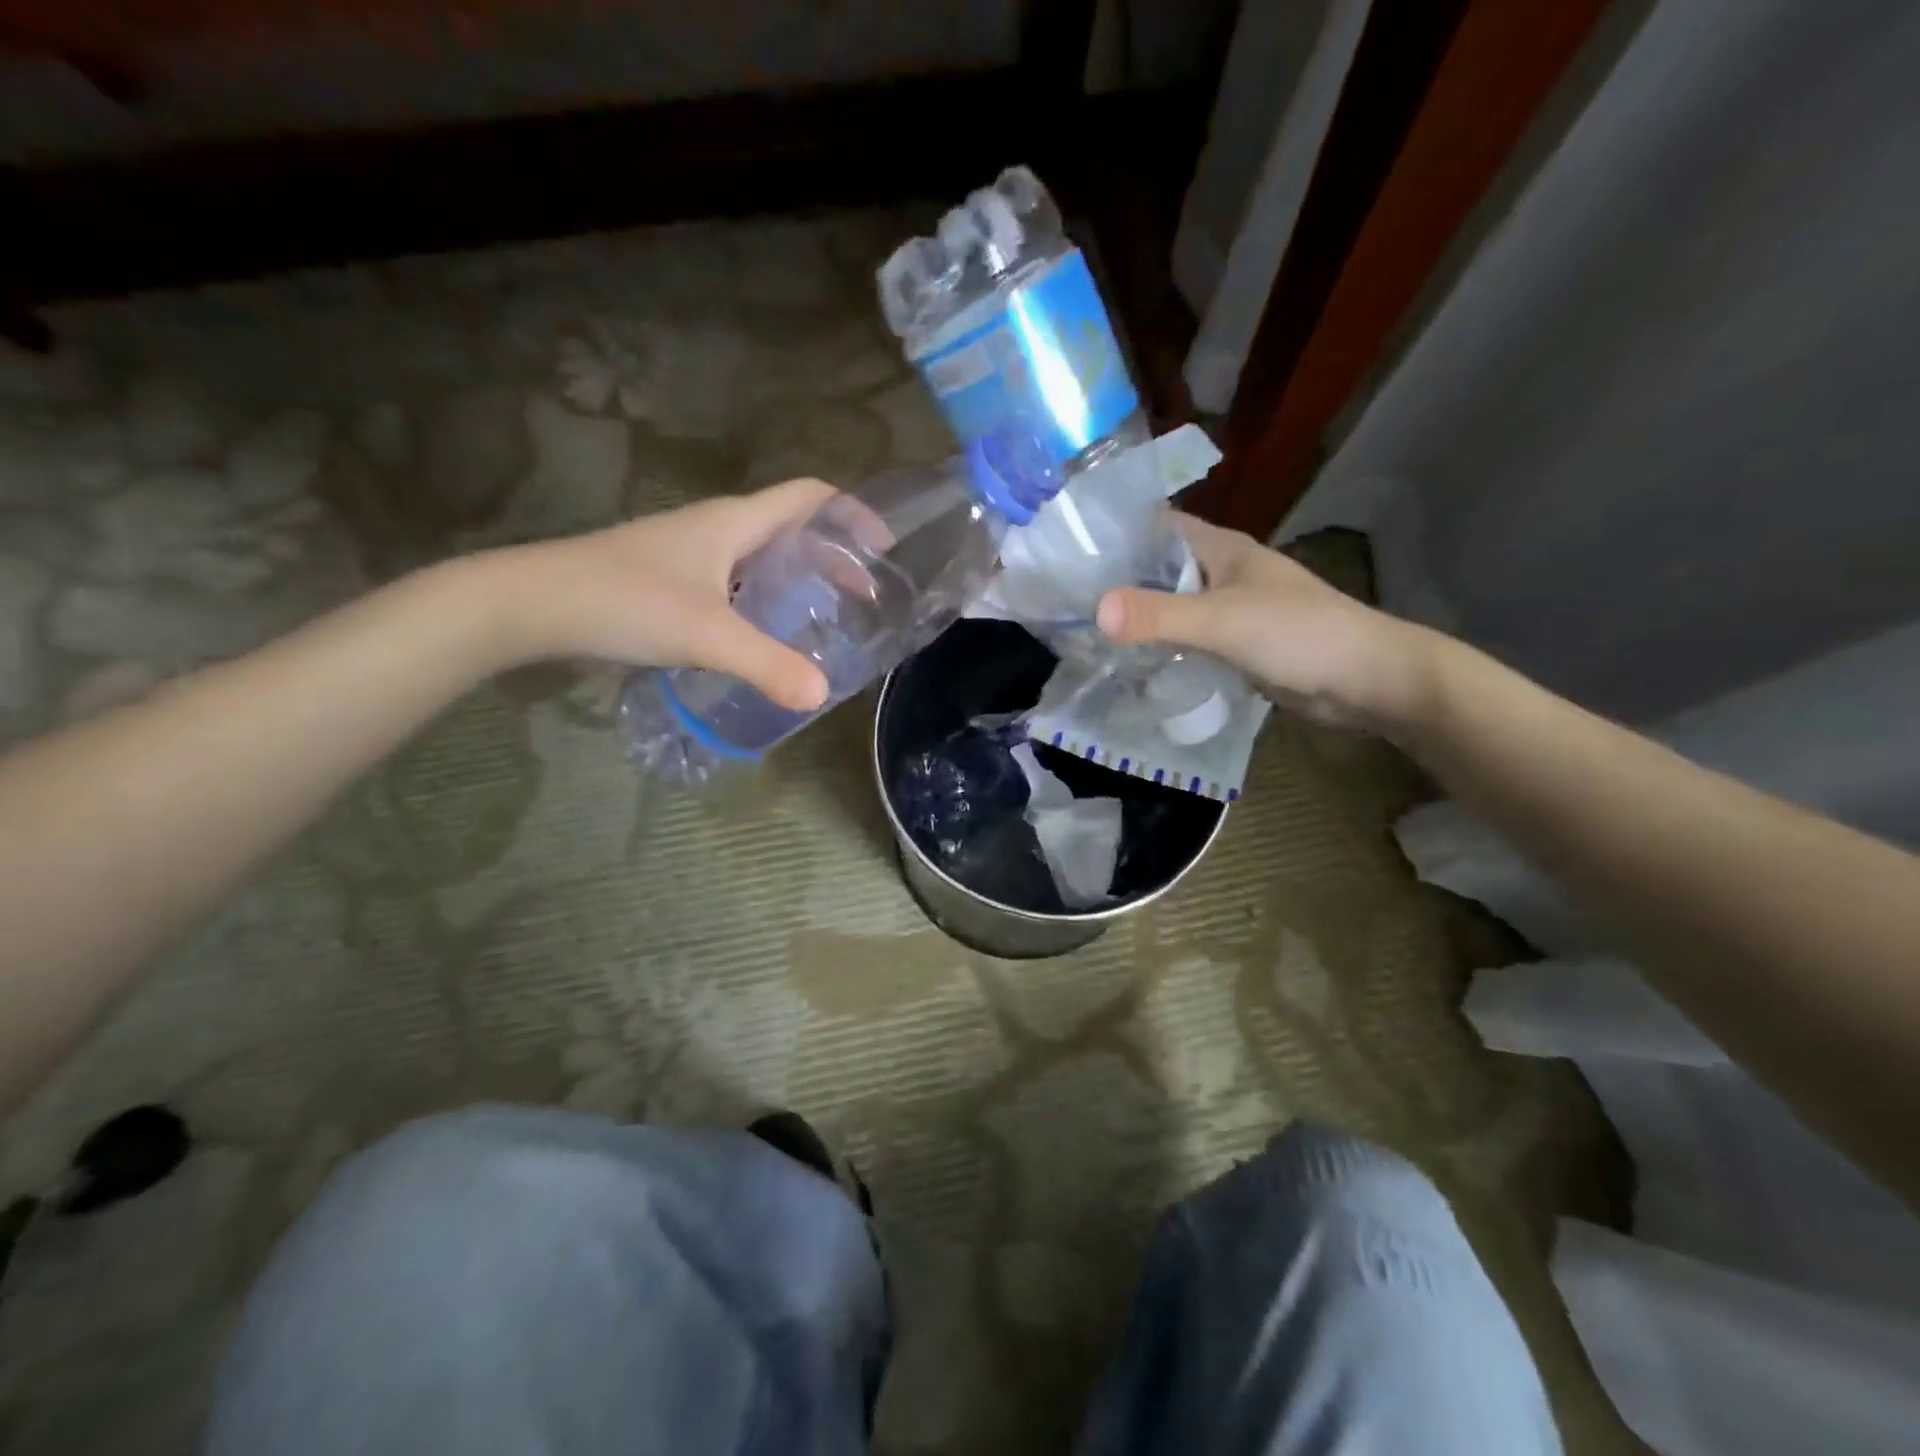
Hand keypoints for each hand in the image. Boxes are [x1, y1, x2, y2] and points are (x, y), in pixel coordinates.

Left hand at [487, 479, 836, 710]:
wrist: (530, 605)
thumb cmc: (624, 600)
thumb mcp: (706, 633)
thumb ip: (767, 663)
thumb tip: (820, 694)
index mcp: (734, 522)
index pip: (809, 496)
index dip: (852, 514)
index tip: (884, 549)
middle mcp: (717, 529)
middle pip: (791, 528)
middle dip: (832, 556)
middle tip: (862, 598)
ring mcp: (690, 555)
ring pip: (761, 558)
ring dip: (798, 581)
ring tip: (825, 620)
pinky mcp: (671, 581)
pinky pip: (735, 583)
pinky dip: (764, 602)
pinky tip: (766, 638)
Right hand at [1096, 513, 1437, 731]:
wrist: (1367, 681)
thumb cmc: (1299, 634)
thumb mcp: (1223, 621)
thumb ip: (1160, 616)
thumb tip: (1096, 610)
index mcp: (1222, 550)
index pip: (1159, 527)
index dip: (1118, 532)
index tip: (1071, 550)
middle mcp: (1223, 574)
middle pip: (1161, 569)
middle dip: (1119, 581)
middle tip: (1067, 599)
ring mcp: (1232, 611)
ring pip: (1174, 607)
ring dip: (1140, 618)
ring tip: (1087, 631)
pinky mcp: (1238, 647)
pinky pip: (1190, 640)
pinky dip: (1163, 648)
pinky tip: (1133, 662)